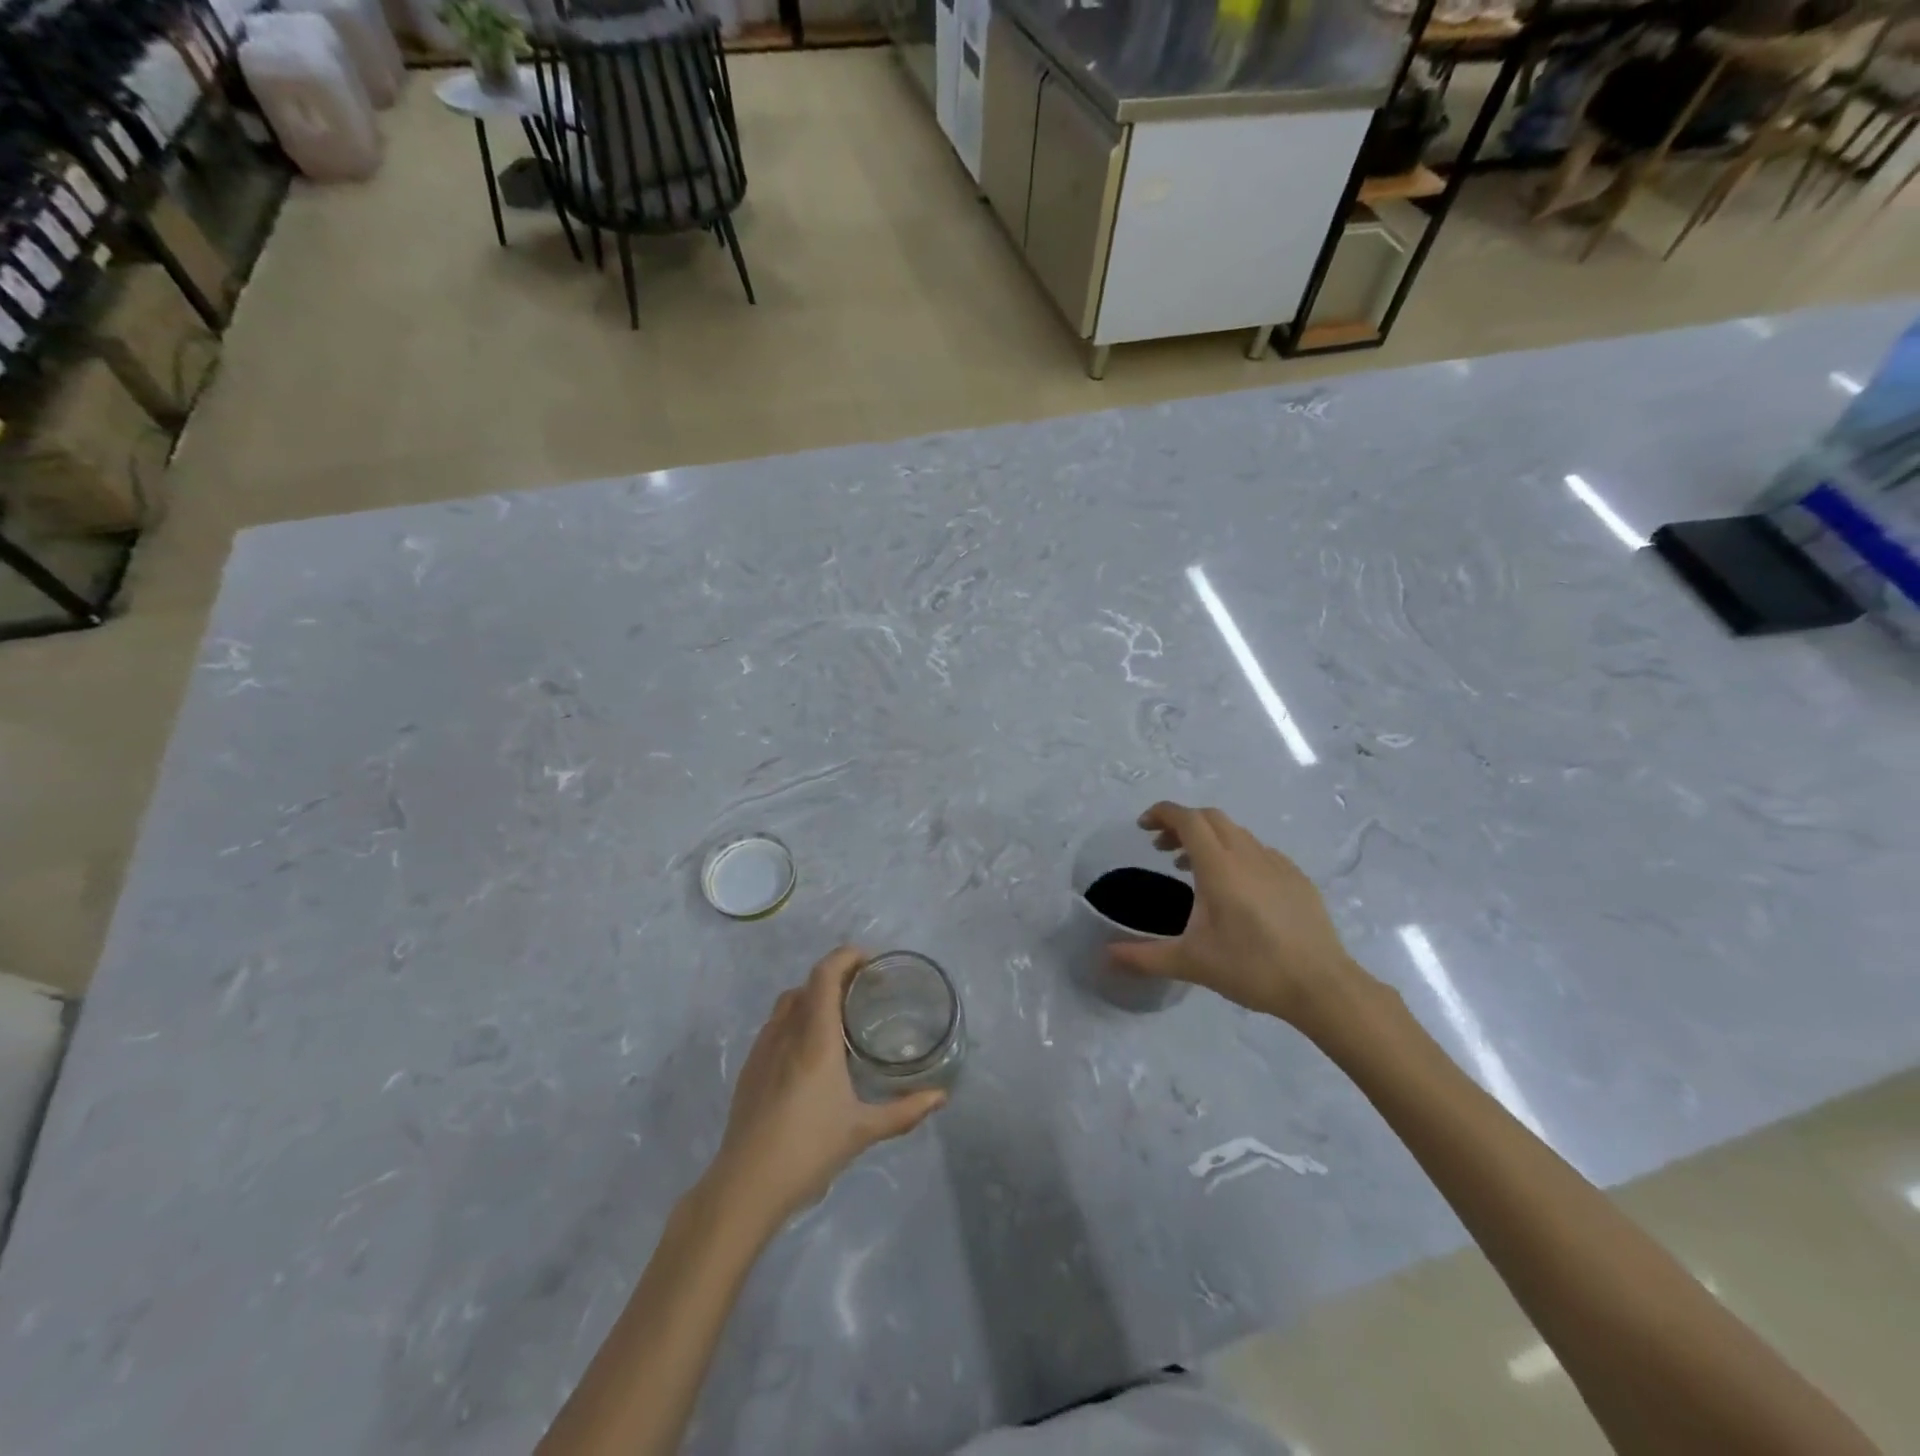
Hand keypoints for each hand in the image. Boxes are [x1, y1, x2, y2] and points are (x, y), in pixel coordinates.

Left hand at [706, 947, 945, 1230]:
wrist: (745, 1186)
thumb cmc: (808, 1151)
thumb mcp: (863, 1131)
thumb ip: (904, 1111)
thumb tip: (941, 1097)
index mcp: (815, 1038)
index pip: (825, 975)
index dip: (845, 957)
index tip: (869, 960)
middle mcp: (786, 1033)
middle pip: (807, 985)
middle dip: (834, 977)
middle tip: (862, 992)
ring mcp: (762, 1050)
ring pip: (786, 1004)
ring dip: (812, 998)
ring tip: (837, 1019)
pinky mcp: (749, 1069)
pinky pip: (774, 1027)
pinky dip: (794, 1021)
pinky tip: (809, 1054)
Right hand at [1108, 802, 1365, 1027]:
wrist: (1321, 986)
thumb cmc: (1251, 968)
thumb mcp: (1190, 963)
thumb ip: (1144, 956)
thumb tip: (1106, 956)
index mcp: (1219, 867)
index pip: (1187, 820)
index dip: (1162, 814)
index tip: (1143, 826)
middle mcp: (1248, 855)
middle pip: (1211, 818)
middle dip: (1182, 824)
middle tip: (1162, 848)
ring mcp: (1277, 864)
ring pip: (1236, 833)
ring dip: (1209, 839)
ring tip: (1192, 869)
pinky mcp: (1297, 878)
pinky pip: (1259, 851)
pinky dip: (1236, 854)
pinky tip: (1236, 887)